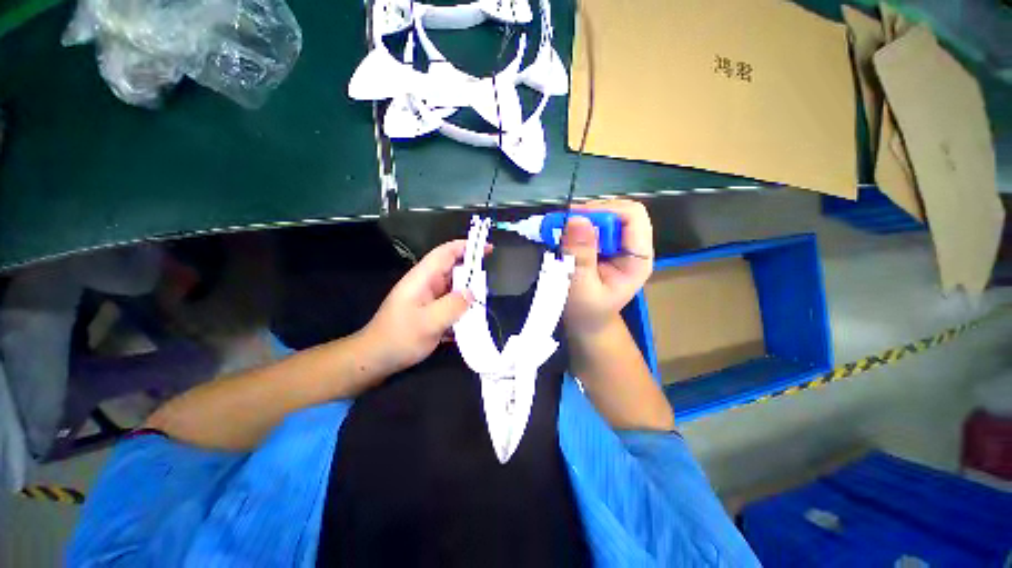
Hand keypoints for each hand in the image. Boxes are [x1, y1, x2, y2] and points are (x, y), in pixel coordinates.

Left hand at [361, 240, 476, 374]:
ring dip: (468, 292)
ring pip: (453, 287)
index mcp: (422, 278)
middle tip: (489, 280)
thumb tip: (472, 294)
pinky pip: (450, 302)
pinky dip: (461, 307)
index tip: (487, 248)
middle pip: (452, 269)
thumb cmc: (400, 338)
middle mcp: (426, 284)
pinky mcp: (429, 310)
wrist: (376, 358)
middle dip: (471, 271)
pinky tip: (470, 318)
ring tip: (484, 300)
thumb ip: (453, 306)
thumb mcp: (429, 322)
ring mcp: (427, 297)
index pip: (446, 253)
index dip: (466, 246)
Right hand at [562, 199, 653, 335]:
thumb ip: (581, 256)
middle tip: (564, 225)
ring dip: (581, 219)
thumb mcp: (581, 288)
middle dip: (590, 214)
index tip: (576, 220)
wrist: (586, 322)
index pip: (633, 216)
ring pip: (605, 215)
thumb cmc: (586, 312)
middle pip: (619, 211)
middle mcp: (632, 247)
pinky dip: (577, 226)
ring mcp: (619, 245)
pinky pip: (594, 224)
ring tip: (562, 232)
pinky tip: (565, 237)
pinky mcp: (605, 245)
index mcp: (637, 259)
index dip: (606, 211)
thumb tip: (577, 219)